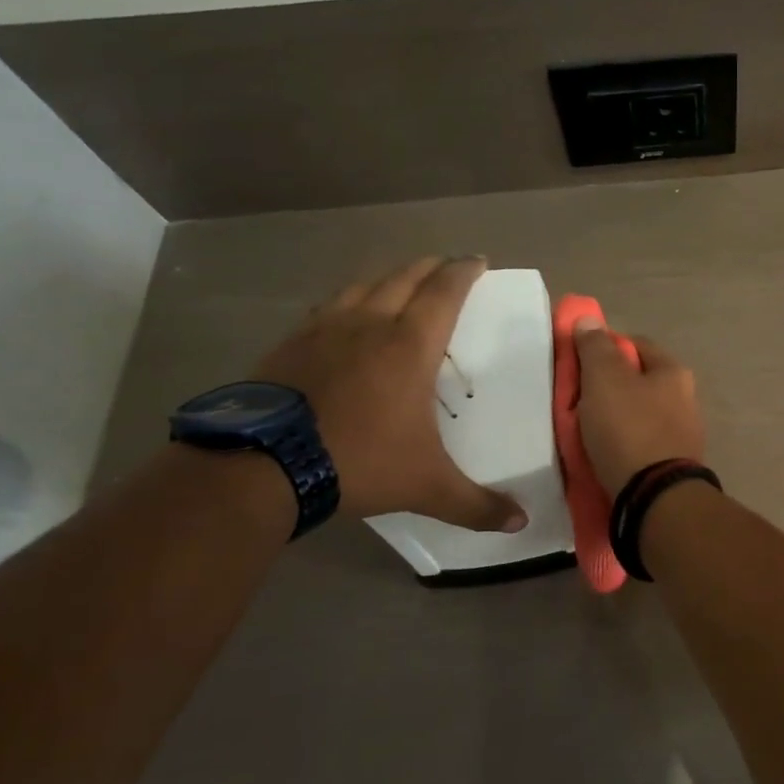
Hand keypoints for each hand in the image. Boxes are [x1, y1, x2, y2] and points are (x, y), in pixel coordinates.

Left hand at [255, 257, 525, 530]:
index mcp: (410, 345)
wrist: (262, 465)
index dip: (464, 271)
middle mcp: (371, 323)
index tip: (478, 261)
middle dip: (432, 266)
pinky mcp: (292, 341)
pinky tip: (346, 313)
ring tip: (402, 282)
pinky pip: (330, 305)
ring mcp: (326, 328)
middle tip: (448, 267)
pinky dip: (349, 298)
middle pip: (406, 277)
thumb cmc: (358, 461)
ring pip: (365, 284)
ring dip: (390, 276)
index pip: (445, 291)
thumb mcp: (426, 487)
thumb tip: (520, 523)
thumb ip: (476, 504)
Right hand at [572, 318, 706, 497]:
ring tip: (583, 432)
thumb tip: (589, 320)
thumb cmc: (629, 429)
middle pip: (636, 382)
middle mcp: (686, 399)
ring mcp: (683, 435)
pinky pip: (639, 445)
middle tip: (576, 401)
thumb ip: (595, 348)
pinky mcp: (672, 465)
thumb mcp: (605, 380)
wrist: (655, 499)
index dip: (604, 348)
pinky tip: (601, 456)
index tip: (578, 365)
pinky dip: (620, 446)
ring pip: (637, 415)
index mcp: (674, 372)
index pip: (635, 345)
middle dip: (606, 388)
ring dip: (612, 420)